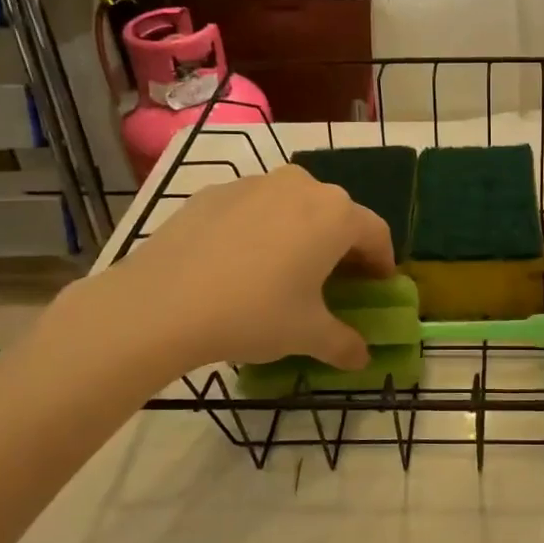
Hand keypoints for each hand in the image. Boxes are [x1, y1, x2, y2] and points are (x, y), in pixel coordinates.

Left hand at [67, 166, 394, 378]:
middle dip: (341, 246)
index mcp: (336, 215)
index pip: (376, 233)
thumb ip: (344, 344)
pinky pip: (254, 208)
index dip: (381, 263)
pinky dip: (260, 229)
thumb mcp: (307, 335)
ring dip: (301, 233)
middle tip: (333, 282)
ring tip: (285, 270)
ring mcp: (255, 184)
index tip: (376, 288)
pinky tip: (240, 264)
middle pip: (336, 214)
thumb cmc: (254, 313)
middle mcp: (302, 187)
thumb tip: (362, 359)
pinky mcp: (215, 192)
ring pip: (294, 206)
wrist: (161, 303)